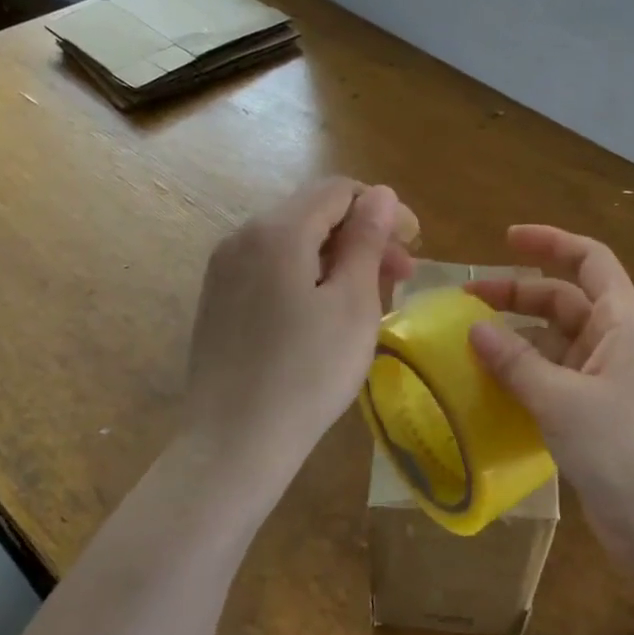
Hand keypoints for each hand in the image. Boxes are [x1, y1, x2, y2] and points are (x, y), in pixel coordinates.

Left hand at [184, 178, 417, 500]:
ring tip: (373, 295)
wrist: (233, 444)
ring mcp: (225, 268)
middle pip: (315, 213)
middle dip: (364, 234)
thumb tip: (381, 193)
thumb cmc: (307, 372)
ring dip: (339, 256)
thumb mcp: (353, 303)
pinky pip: (273, 267)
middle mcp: (243, 236)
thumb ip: (367, 240)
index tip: (413, 244)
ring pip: (294, 241)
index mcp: (278, 230)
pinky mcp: (219, 298)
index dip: (382, 208)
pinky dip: (309, 274)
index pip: (338, 190)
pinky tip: (329, 311)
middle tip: (403, 275)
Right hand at [467, 226, 633, 569]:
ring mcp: (607, 382)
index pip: (589, 260)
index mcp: (622, 323)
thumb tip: (474, 330)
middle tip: (466, 302)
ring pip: (556, 343)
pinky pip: (554, 380)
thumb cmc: (625, 451)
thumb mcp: (562, 401)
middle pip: (564, 300)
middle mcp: (616, 344)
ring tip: (468, 346)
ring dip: (517, 340)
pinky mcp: (597, 417)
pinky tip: (490, 389)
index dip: (550, 242)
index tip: (505, 239)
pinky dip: (524, 377)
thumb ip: (516, 363)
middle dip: (518, 295)